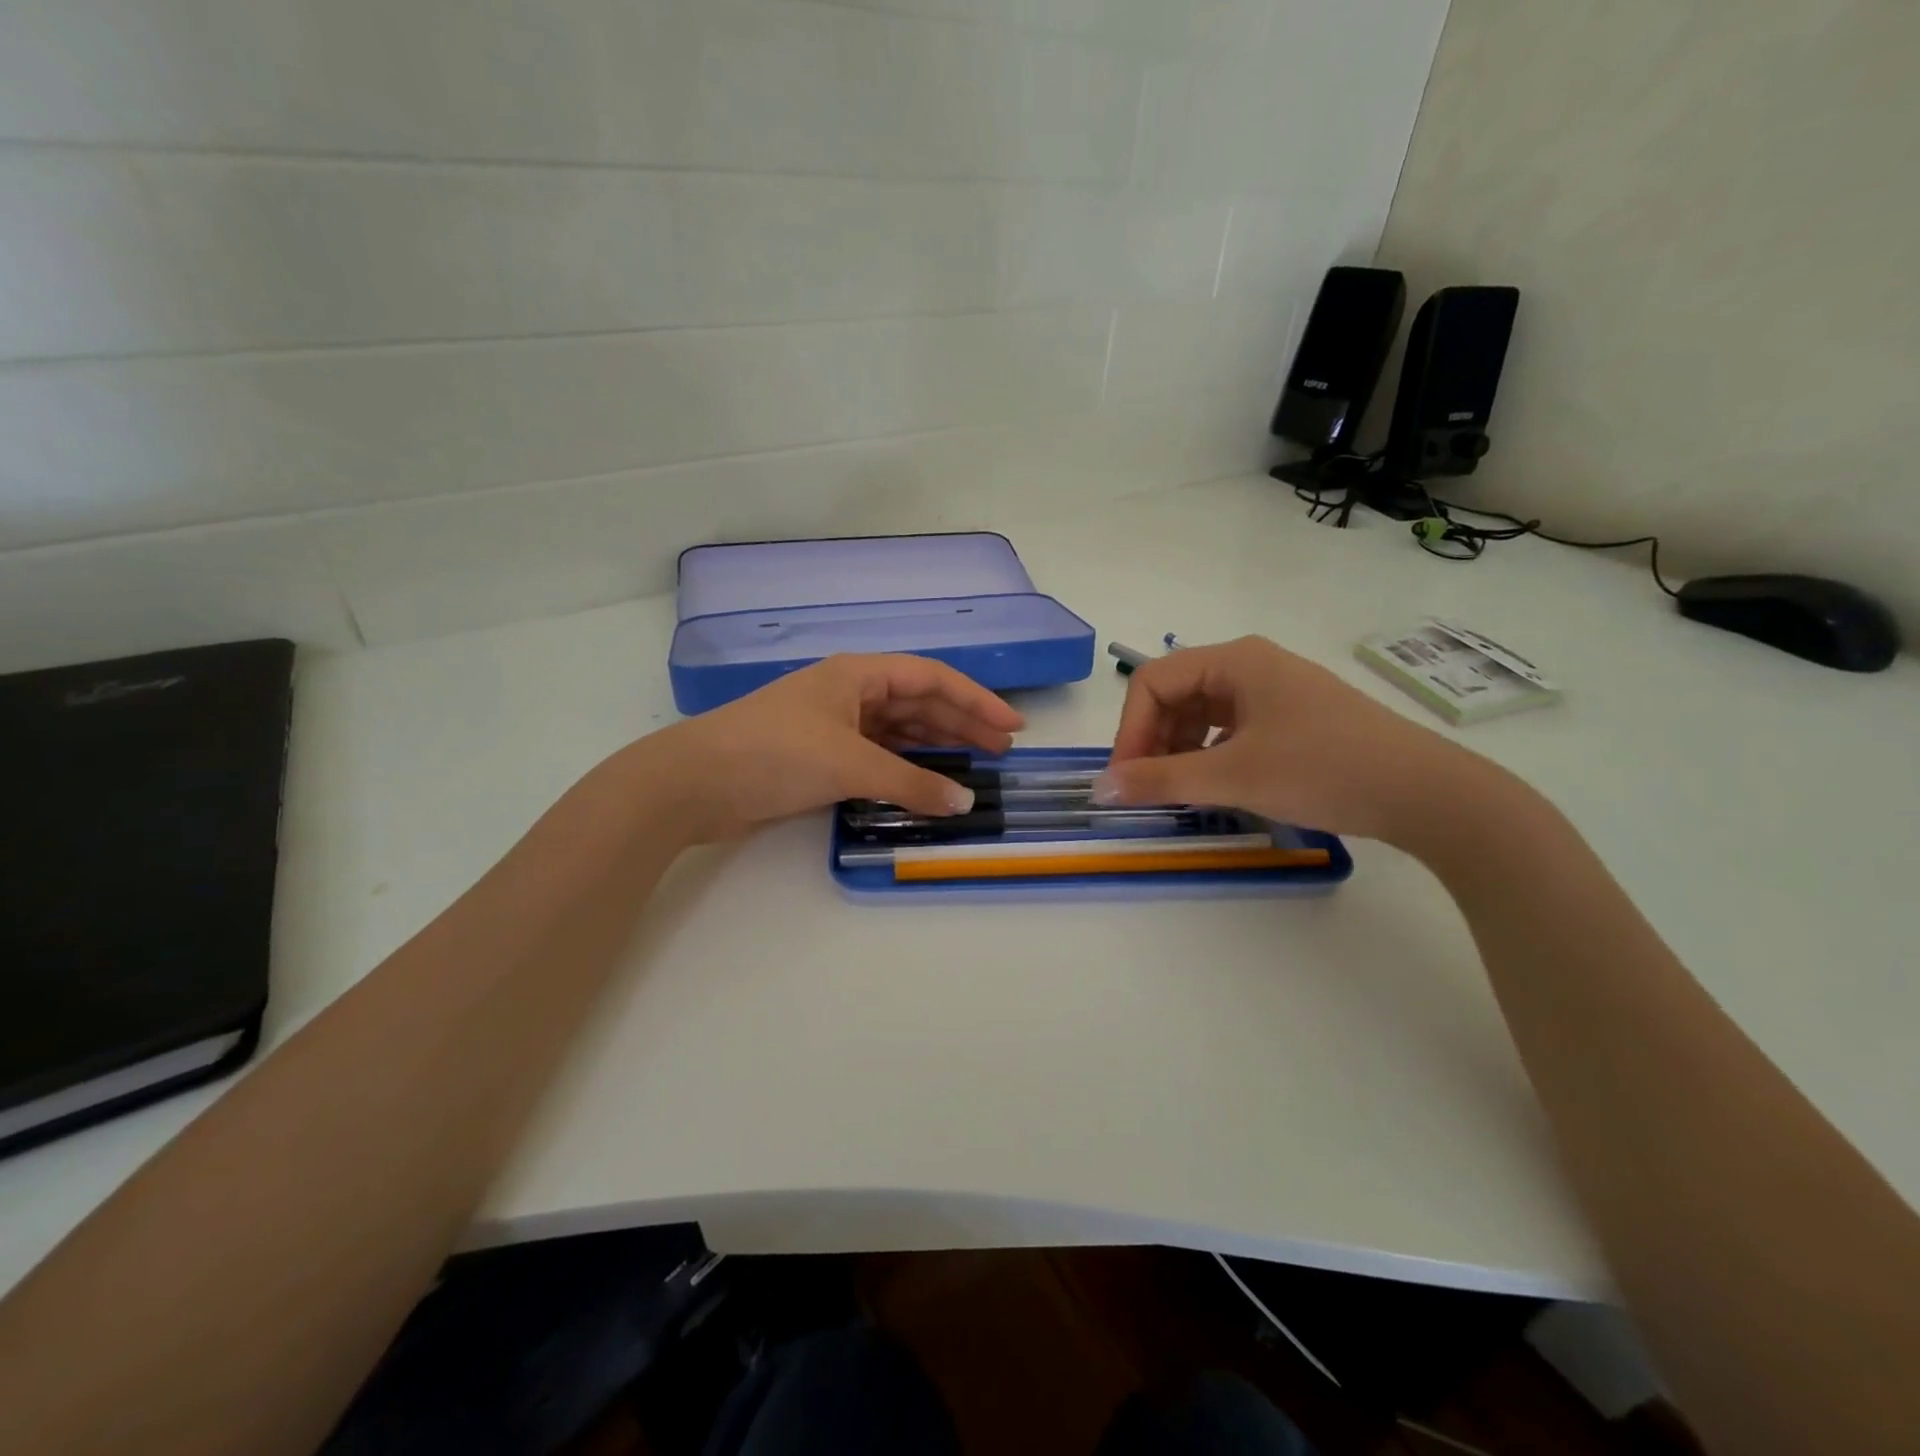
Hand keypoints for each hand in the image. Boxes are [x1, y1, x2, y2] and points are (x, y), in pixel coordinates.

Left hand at [644, 655, 1023, 841]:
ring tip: (974, 766)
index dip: (976, 699)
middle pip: (918, 702)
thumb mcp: (848, 764)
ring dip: (935, 746)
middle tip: (1001, 750)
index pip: (931, 678)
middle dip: (961, 723)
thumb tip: (965, 802)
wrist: (693, 783)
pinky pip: (877, 756)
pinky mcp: (820, 757)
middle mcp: (849, 693)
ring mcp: (833, 725)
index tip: (1012, 726)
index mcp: (857, 674)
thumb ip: (910, 783)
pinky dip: (904, 768)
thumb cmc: (774, 754)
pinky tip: (926, 781)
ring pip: (898, 731)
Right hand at [1093, 635, 1488, 844]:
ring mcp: (1275, 690)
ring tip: (1179, 790)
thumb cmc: (1322, 769)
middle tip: (1148, 789)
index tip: (1125, 779)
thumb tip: (1100, 788)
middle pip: (1175, 694)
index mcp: (1235, 660)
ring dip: (1178, 749)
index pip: (1152, 681)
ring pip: (1202, 713)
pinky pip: (1231, 727)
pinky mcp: (1293, 716)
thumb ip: (1161, 780)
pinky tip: (1216, 783)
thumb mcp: (1233, 776)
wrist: (1426, 793)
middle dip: (1152, 740)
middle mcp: (1251, 664)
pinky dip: (1210, 753)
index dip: (1129, 730)